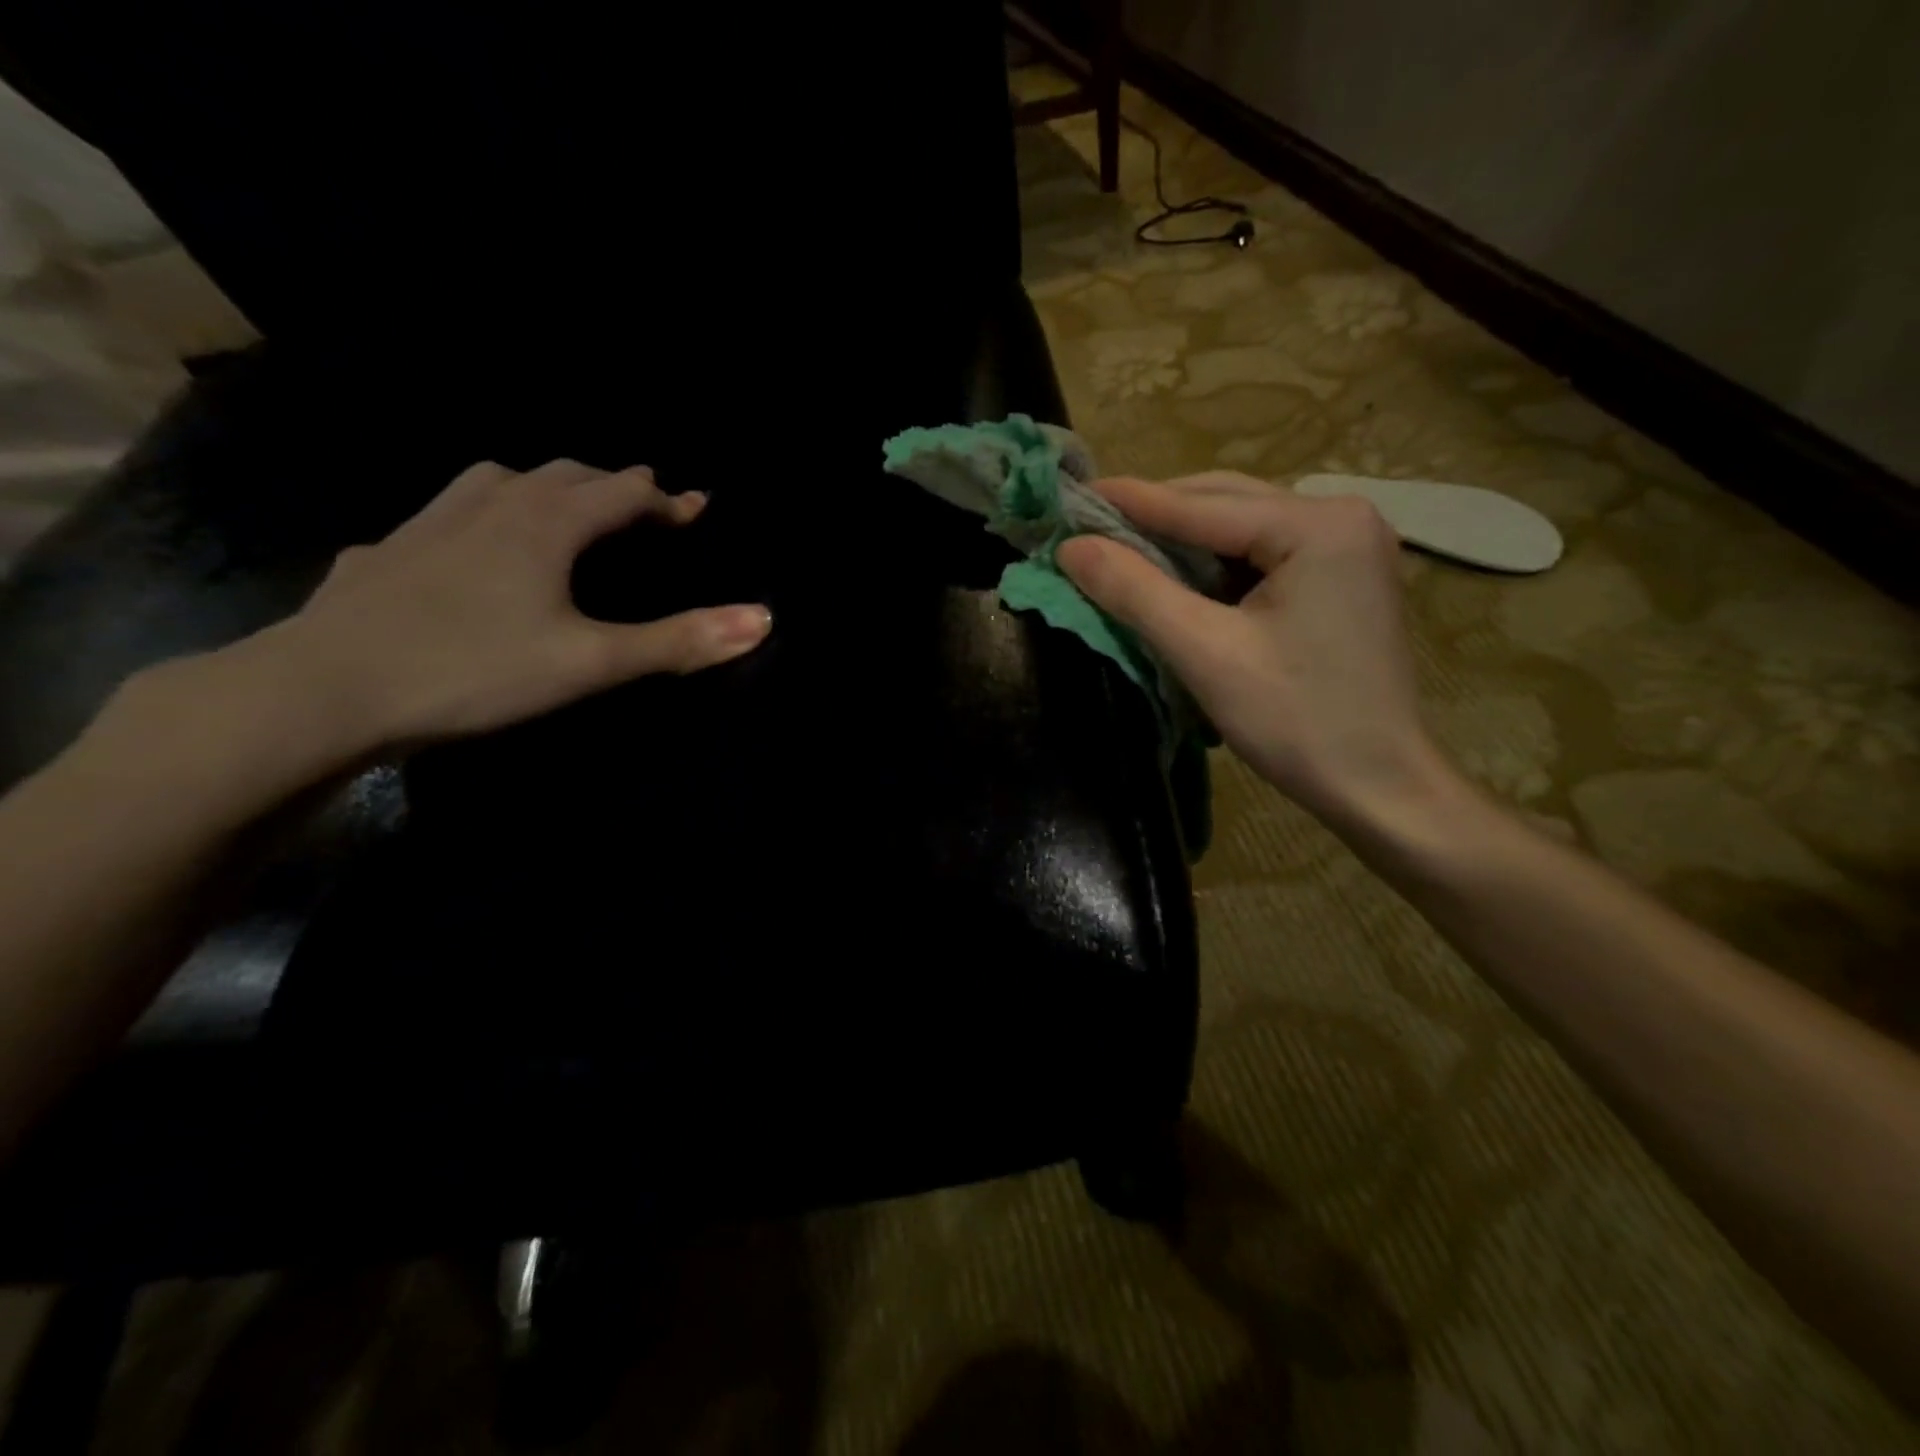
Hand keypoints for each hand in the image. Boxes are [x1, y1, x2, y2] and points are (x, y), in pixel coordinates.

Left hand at [241, 458, 769, 755]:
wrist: (323, 690)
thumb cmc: (474, 671)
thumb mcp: (592, 663)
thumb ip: (677, 642)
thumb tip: (762, 619)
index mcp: (545, 523)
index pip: (622, 494)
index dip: (667, 501)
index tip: (699, 508)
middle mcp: (490, 505)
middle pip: (565, 475)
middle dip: (613, 486)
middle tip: (643, 503)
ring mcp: (430, 523)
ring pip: (499, 480)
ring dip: (545, 485)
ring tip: (562, 505)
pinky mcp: (387, 551)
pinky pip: (448, 512)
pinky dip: (483, 514)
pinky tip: (471, 545)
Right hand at [1056, 472, 1460, 832]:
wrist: (1378, 785)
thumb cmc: (1296, 721)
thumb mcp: (1204, 653)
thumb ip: (1135, 591)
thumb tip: (1071, 547)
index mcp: (1318, 526)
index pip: (1202, 504)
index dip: (1130, 502)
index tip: (1072, 498)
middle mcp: (1341, 518)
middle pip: (1226, 505)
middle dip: (1157, 518)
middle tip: (1092, 528)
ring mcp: (1348, 548)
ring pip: (1242, 530)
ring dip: (1183, 542)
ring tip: (1124, 552)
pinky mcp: (1342, 579)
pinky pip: (1263, 556)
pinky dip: (1215, 567)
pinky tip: (1180, 581)